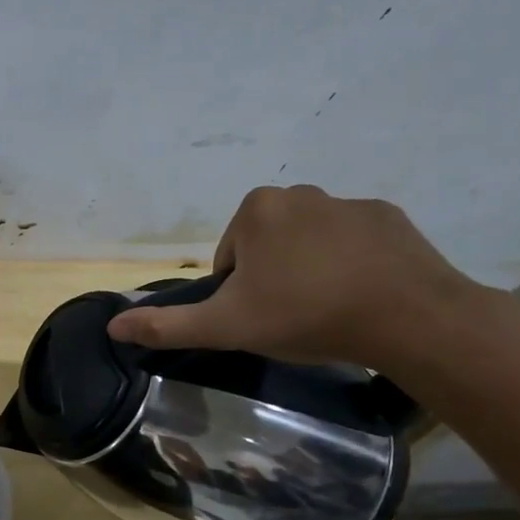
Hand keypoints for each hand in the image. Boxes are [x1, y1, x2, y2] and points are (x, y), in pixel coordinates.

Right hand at [105, 184, 487, 370]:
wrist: (407, 317)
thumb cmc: (304, 315)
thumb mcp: (225, 327)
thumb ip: (167, 325)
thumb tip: (112, 326)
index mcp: (256, 210)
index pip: (229, 257)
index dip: (237, 292)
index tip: (260, 317)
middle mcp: (300, 192)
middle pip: (267, 246)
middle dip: (272, 278)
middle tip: (291, 317)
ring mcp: (349, 202)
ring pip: (309, 243)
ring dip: (310, 271)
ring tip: (328, 310)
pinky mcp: (390, 217)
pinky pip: (353, 243)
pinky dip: (350, 265)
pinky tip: (362, 297)